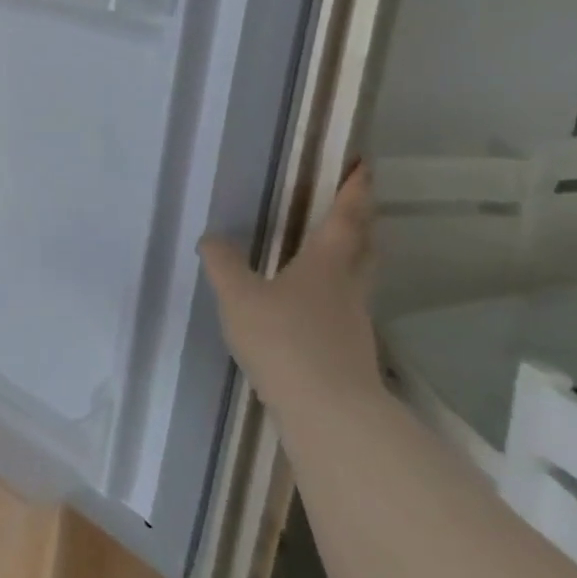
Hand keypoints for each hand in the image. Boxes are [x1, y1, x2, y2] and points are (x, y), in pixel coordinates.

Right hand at [199, 164, 383, 418]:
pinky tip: (311, 302)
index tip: (363, 165)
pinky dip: (335, 290)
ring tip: (330, 247)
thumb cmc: (284, 339)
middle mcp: (348, 287)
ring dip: (352, 255)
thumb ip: (223, 264)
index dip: (354, 190)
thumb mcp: (238, 296)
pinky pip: (345, 304)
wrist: (329, 412)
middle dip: (361, 220)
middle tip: (353, 201)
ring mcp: (354, 320)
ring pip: (358, 276)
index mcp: (326, 264)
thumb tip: (213, 238)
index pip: (345, 218)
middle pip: (364, 246)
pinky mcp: (350, 349)